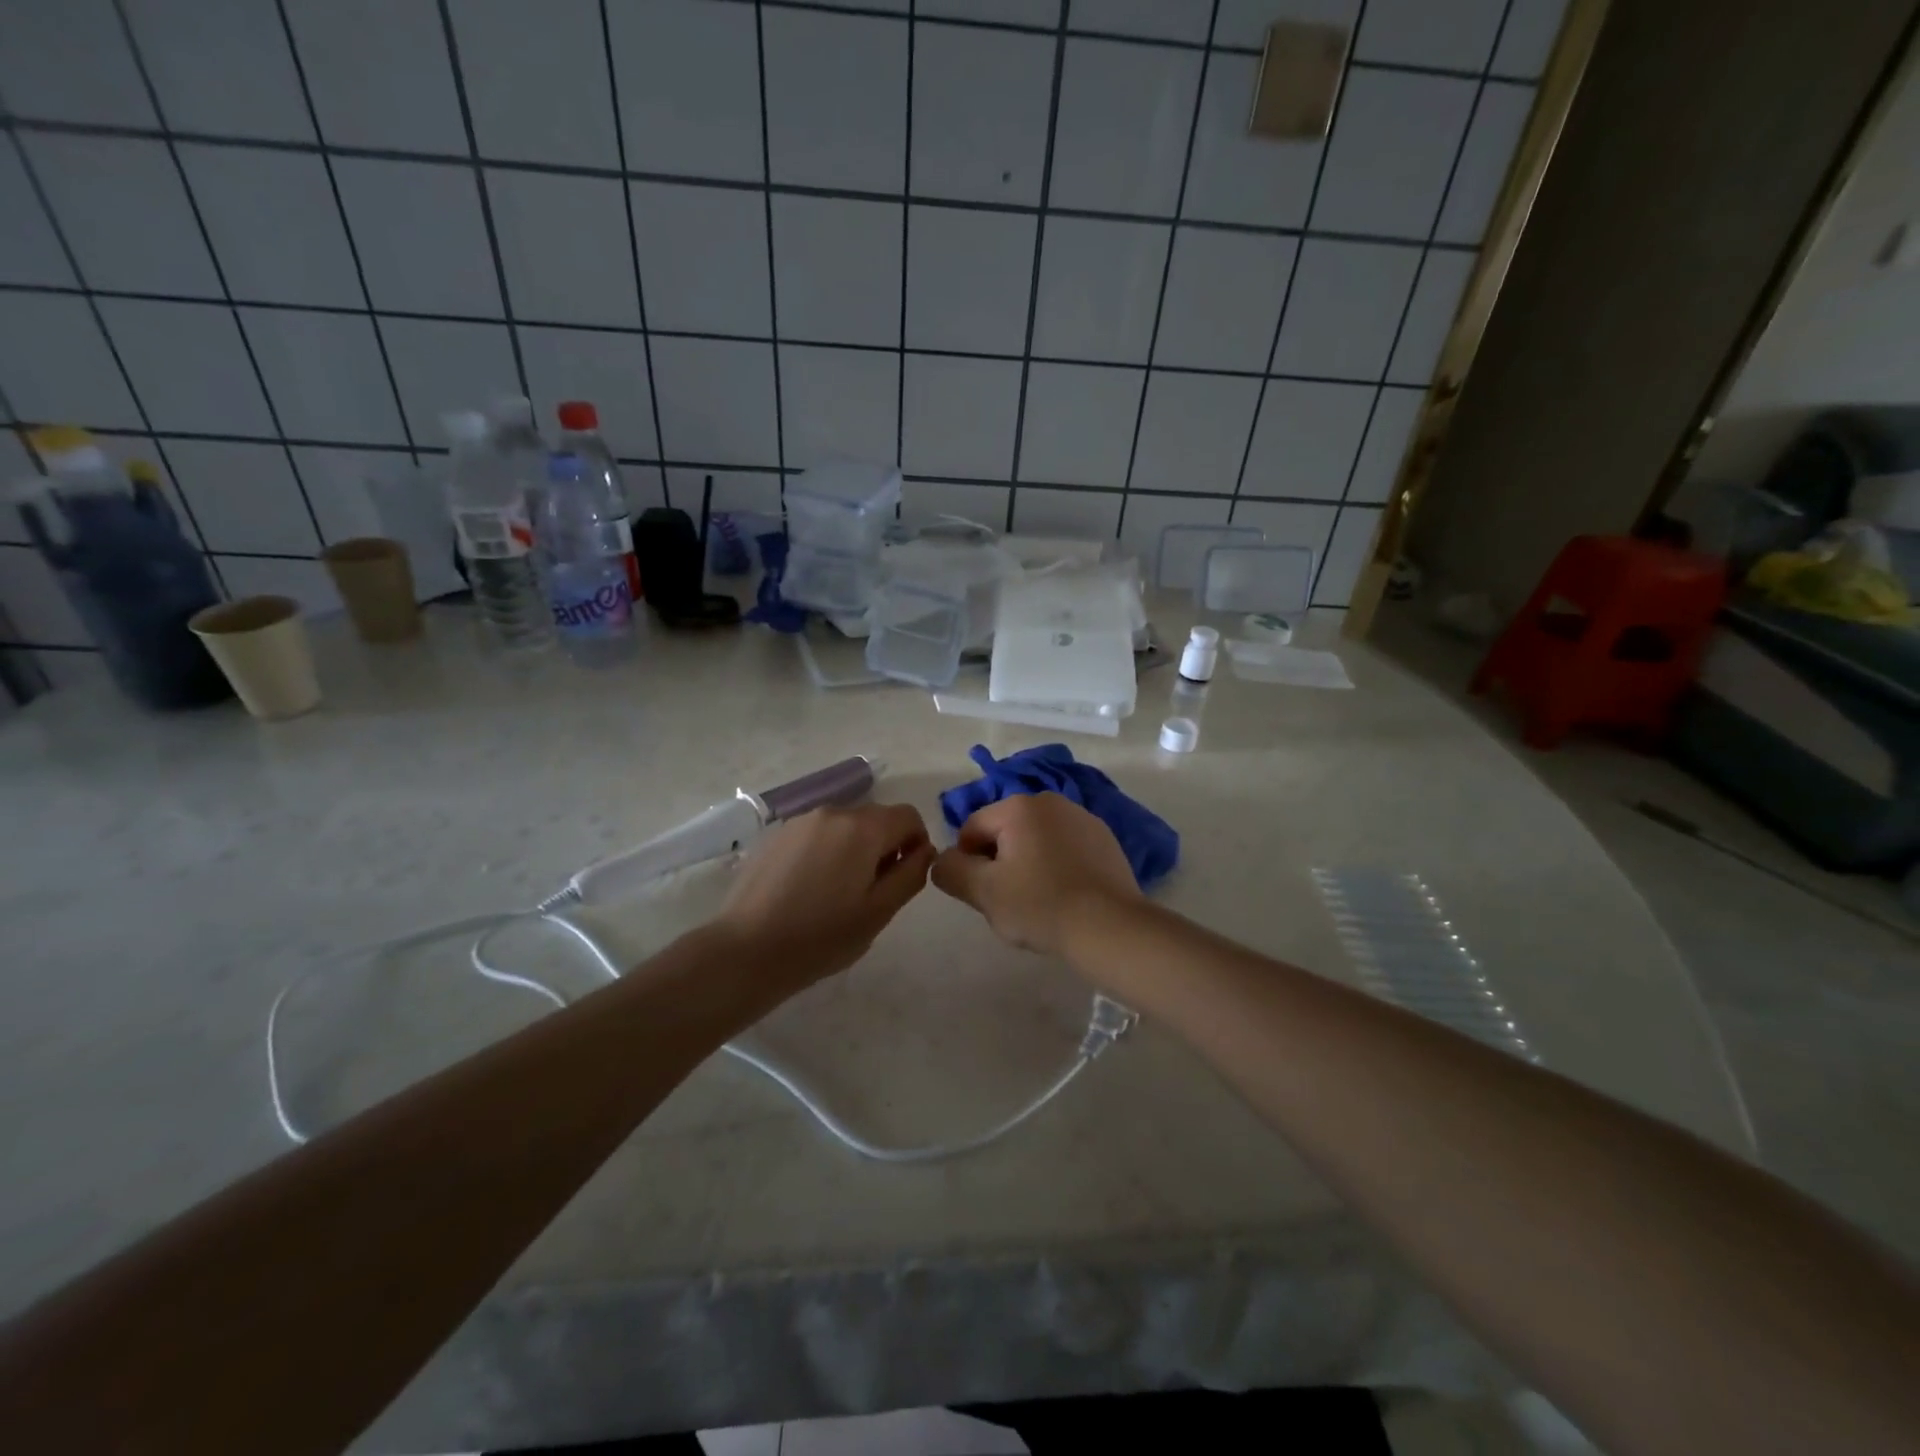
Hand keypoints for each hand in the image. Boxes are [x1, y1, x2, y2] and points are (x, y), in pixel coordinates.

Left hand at [714, 802, 934, 988]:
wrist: (747, 950)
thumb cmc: (822, 936)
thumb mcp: (880, 912)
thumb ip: (911, 874)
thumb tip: (924, 850)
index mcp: (862, 828)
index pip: (908, 815)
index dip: (916, 842)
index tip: (904, 876)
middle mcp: (832, 812)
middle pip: (876, 818)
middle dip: (885, 846)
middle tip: (873, 891)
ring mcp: (800, 822)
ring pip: (844, 826)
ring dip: (854, 849)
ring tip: (839, 893)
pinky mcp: (776, 836)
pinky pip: (817, 835)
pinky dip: (826, 852)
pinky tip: (810, 889)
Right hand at [932, 793, 1141, 960]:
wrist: (1110, 927)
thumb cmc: (1040, 906)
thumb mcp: (983, 892)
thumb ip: (951, 871)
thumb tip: (943, 860)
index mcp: (1018, 806)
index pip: (972, 828)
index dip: (967, 863)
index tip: (981, 894)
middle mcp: (1051, 801)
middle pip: (1005, 832)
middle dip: (999, 863)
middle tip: (1009, 901)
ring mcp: (1083, 818)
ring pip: (1036, 840)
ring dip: (1028, 864)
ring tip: (1039, 901)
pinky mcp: (1105, 839)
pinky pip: (1065, 849)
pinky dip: (1057, 866)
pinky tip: (1065, 896)